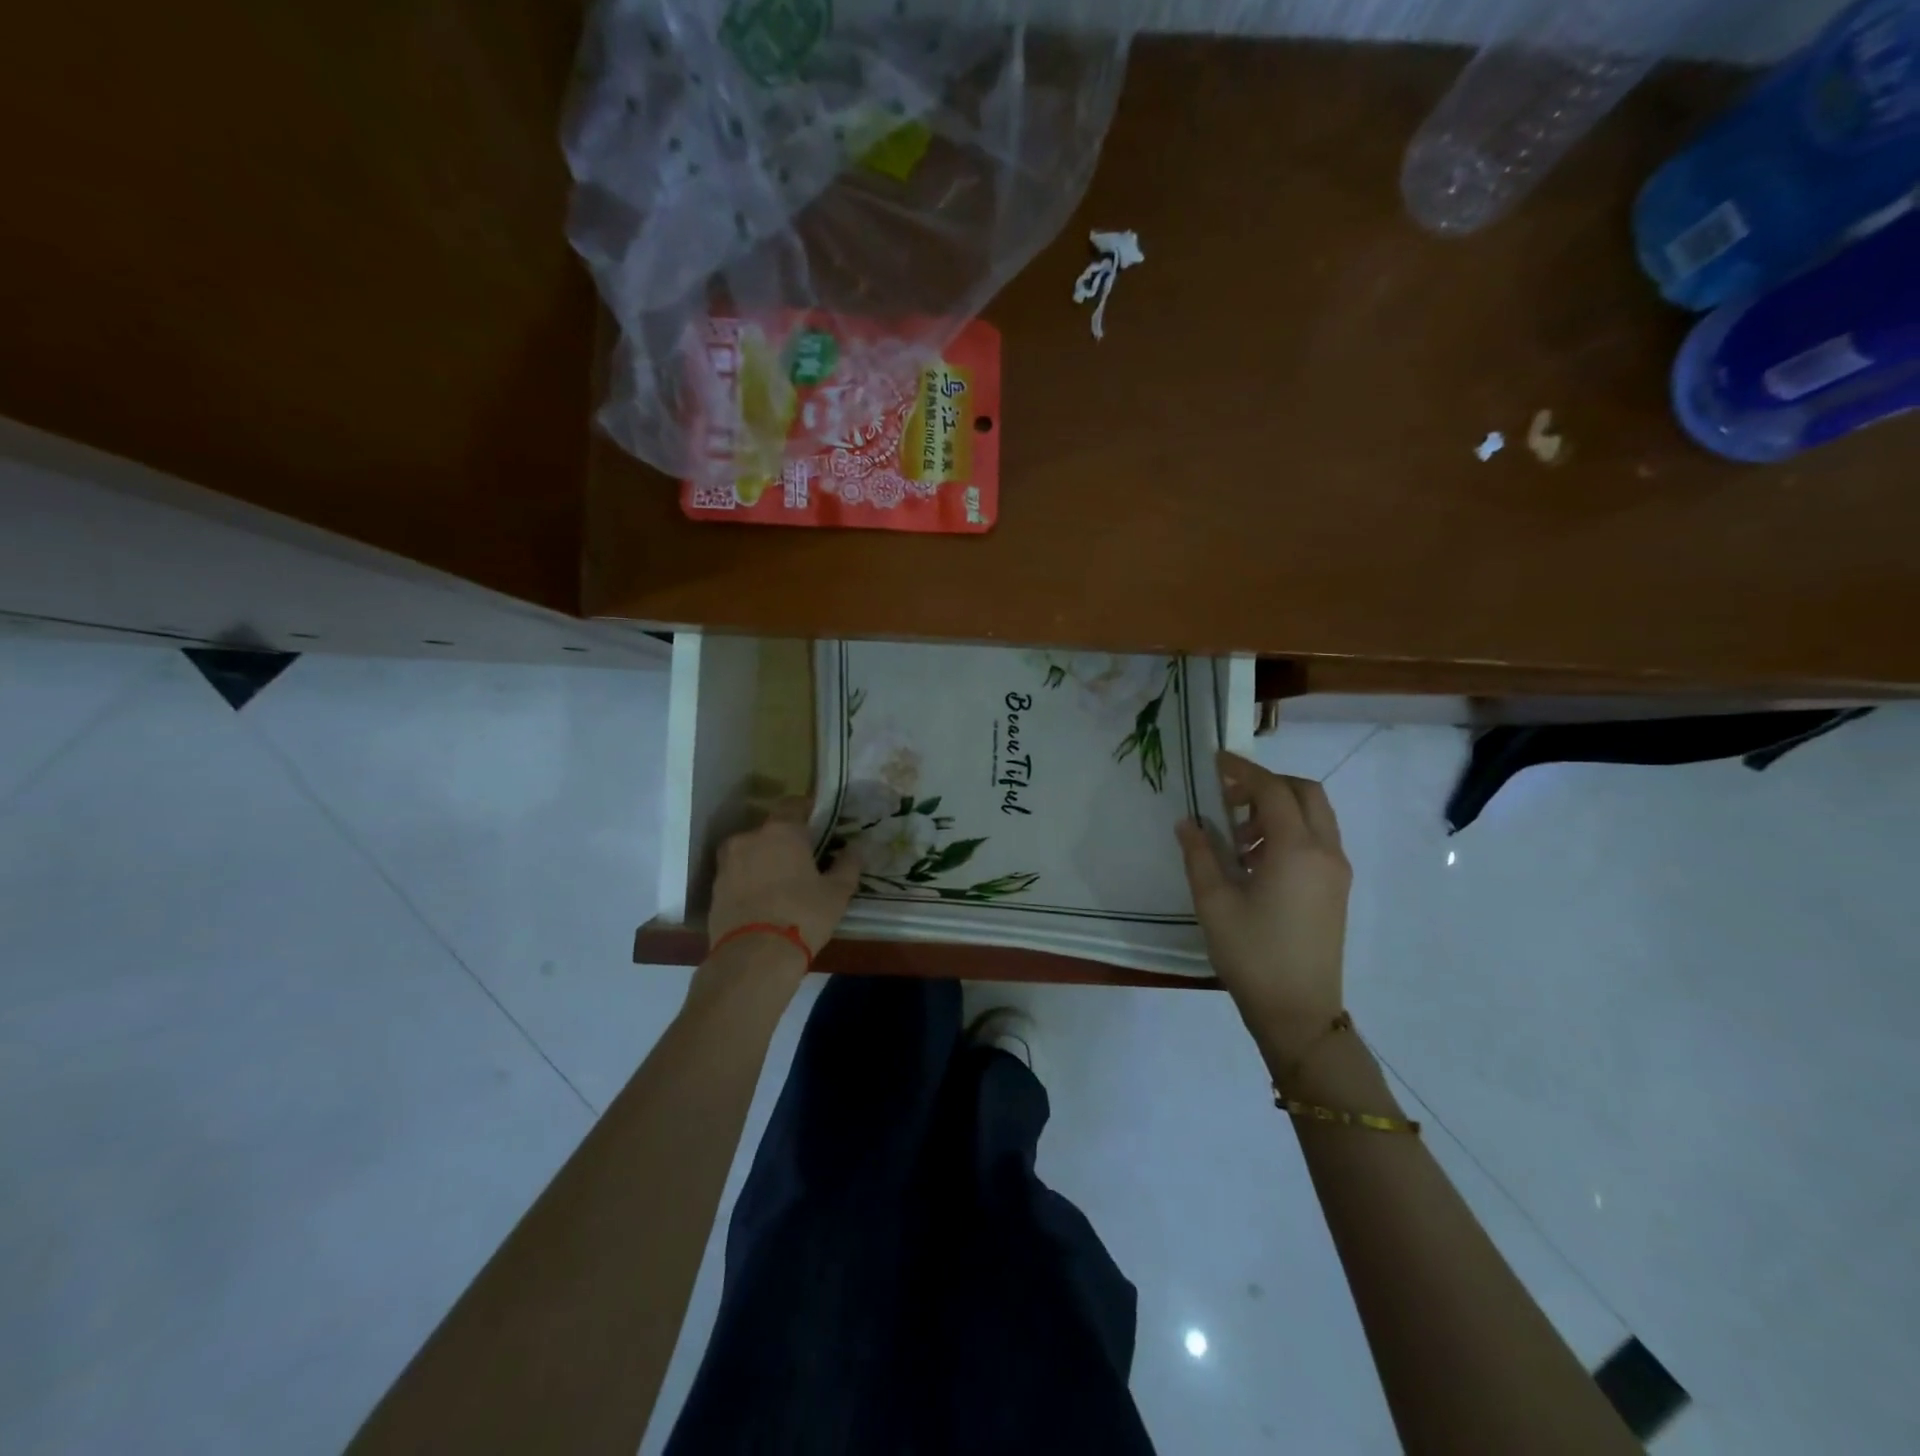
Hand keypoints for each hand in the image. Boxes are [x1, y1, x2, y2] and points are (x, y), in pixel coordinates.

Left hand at [708, 798, 861, 968]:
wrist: (753, 957)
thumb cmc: (803, 915)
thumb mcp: (837, 892)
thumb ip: (848, 865)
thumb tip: (856, 848)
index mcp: (781, 830)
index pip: (794, 804)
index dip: (808, 810)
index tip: (820, 823)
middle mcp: (750, 838)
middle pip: (770, 829)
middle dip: (785, 839)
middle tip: (803, 858)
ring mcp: (727, 863)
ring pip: (750, 851)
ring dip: (764, 859)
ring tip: (781, 881)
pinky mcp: (714, 888)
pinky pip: (737, 874)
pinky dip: (749, 879)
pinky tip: (763, 898)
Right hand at [1176, 751, 1351, 1057]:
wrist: (1299, 1012)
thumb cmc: (1251, 953)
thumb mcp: (1213, 901)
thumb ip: (1200, 854)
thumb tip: (1189, 822)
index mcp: (1296, 849)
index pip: (1272, 791)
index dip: (1243, 771)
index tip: (1215, 760)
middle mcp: (1324, 851)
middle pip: (1305, 793)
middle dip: (1268, 785)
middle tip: (1230, 797)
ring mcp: (1335, 872)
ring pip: (1315, 817)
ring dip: (1278, 810)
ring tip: (1237, 838)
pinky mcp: (1335, 890)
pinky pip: (1316, 841)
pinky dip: (1289, 832)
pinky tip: (1256, 861)